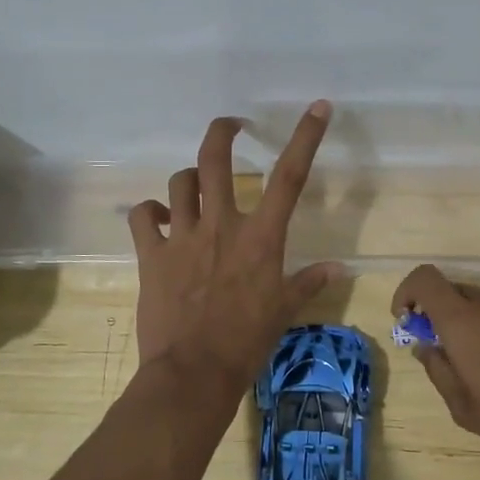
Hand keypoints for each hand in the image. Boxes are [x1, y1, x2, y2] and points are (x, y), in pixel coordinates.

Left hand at [129, 103, 341, 392]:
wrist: (193, 373)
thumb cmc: (246, 343)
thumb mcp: (283, 311)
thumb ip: (308, 283)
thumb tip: (337, 269)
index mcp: (261, 237)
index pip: (289, 176)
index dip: (306, 136)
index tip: (318, 107)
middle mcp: (221, 224)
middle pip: (216, 158)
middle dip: (223, 131)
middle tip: (232, 127)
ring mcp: (182, 236)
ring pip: (180, 182)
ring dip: (188, 179)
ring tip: (194, 188)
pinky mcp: (151, 254)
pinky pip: (142, 215)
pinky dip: (148, 211)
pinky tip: (158, 219)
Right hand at [392, 265, 479, 469]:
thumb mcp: (465, 408)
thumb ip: (439, 370)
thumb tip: (426, 346)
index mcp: (465, 320)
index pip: (425, 279)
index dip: (408, 291)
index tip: (407, 319)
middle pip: (455, 290)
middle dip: (441, 313)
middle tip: (446, 351)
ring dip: (473, 323)